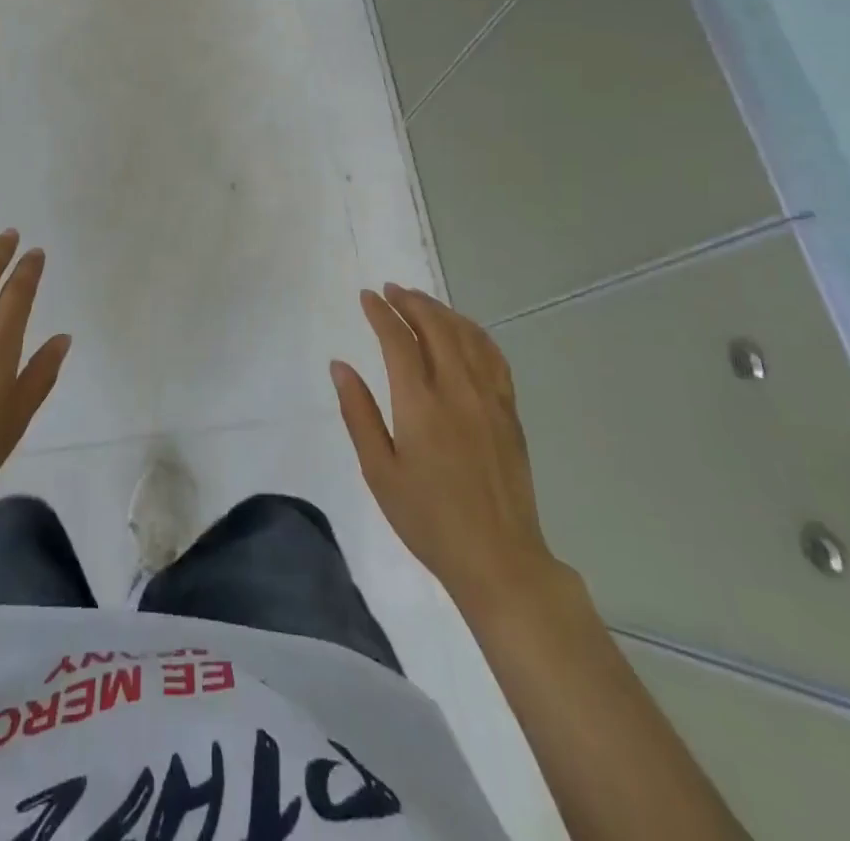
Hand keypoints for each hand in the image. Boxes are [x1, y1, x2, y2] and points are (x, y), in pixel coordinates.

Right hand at [332, 284, 562, 607]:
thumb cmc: (428, 519)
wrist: (499, 559)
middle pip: (436, 327)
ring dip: (441, 311)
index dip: (381, 313)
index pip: (399, 341)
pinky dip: (474, 332)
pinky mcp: (509, 412)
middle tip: (391, 290)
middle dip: (411, 302)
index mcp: (420, 404)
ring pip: (467, 336)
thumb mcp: (379, 471)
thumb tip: (340, 365)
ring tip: (420, 301)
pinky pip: (493, 356)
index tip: (367, 296)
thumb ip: (358, 413)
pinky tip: (463, 330)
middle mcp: (457, 390)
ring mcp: (489, 398)